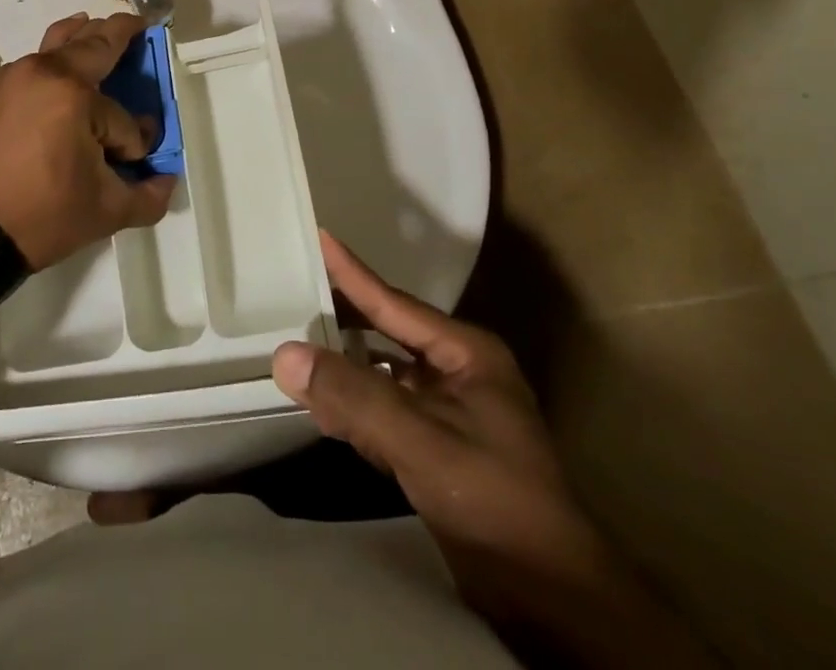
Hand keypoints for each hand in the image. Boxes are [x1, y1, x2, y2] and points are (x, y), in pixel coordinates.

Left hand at [0, 12, 175, 271]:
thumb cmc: (39, 215)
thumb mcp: (105, 212)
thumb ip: (147, 195)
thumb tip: (165, 179)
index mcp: (74, 94)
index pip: (123, 117)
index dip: (132, 142)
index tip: (133, 161)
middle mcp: (45, 71)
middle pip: (93, 43)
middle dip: (121, 34)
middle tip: (139, 26)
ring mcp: (17, 75)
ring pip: (61, 40)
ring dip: (87, 34)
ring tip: (103, 27)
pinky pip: (39, 57)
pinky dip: (59, 51)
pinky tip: (67, 56)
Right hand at [271, 234, 608, 628]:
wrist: (550, 597)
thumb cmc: (494, 499)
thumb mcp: (420, 441)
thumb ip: (353, 397)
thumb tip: (285, 355)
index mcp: (466, 353)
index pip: (395, 303)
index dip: (353, 273)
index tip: (320, 237)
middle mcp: (459, 373)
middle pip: (389, 333)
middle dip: (345, 316)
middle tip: (296, 289)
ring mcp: (451, 413)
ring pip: (385, 374)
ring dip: (346, 363)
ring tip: (300, 340)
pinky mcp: (441, 450)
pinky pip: (386, 411)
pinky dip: (355, 405)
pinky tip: (324, 403)